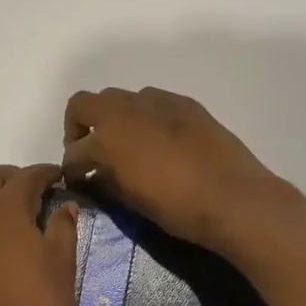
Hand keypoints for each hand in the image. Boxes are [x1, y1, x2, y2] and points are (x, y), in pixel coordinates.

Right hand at [61, 88, 290, 251]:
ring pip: (120, 98)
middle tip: (93, 152)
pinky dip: (146, 116)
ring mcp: (157, 102)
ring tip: (128, 144)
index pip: (74, 150)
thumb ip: (107, 182)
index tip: (78, 180)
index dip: (72, 168)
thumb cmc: (177, 208)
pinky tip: (160, 140)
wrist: (233, 197)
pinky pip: (154, 102)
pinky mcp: (185, 103)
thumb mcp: (131, 201)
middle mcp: (125, 110)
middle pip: (85, 104)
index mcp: (106, 138)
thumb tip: (96, 175)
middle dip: (81, 127)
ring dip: (114, 117)